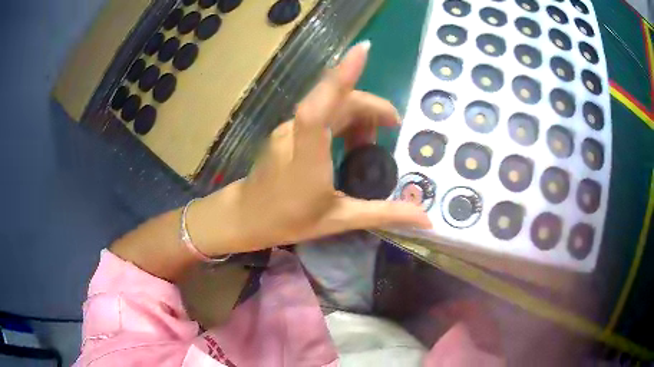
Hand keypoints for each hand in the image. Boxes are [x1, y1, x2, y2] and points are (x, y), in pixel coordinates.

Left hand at [191, 41, 431, 255]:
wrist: (245, 217)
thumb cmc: (288, 221)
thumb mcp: (339, 220)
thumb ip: (383, 214)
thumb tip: (426, 219)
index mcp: (307, 157)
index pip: (320, 107)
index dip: (341, 76)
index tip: (363, 50)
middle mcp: (294, 133)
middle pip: (336, 100)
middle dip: (371, 107)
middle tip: (393, 128)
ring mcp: (288, 129)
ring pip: (329, 104)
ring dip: (358, 114)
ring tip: (372, 142)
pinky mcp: (287, 130)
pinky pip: (319, 113)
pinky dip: (343, 120)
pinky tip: (351, 142)